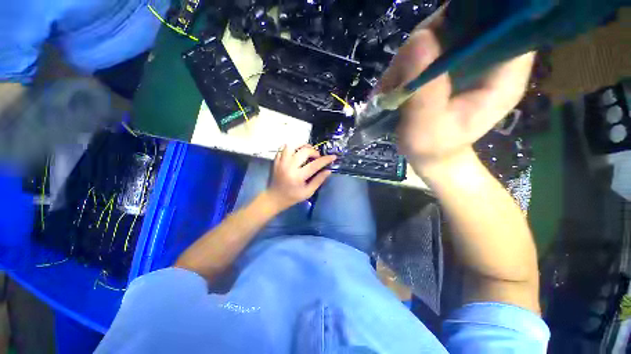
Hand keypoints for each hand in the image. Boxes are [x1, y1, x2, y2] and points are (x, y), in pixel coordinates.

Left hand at [266, 145, 336, 210]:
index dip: (325, 159)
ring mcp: (281, 162)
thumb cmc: (292, 197)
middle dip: (314, 152)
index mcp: (298, 177)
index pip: (315, 165)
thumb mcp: (308, 192)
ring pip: (292, 146)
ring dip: (302, 146)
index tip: (333, 156)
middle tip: (317, 157)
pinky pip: (283, 148)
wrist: (274, 197)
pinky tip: (296, 152)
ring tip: (307, 151)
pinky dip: (291, 147)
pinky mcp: (276, 160)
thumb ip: (318, 181)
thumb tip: (328, 171)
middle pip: (304, 151)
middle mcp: (289, 167)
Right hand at [378, 30, 534, 171]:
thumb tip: (418, 40)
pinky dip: (408, 62)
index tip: (440, 27)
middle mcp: (489, 61)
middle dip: (430, 37)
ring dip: (412, 54)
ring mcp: (468, 61)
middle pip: (468, 21)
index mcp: (503, 75)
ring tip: (395, 83)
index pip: (506, 24)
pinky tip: (396, 83)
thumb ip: (424, 90)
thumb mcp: (426, 127)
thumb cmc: (432, 148)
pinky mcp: (449, 66)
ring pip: (442, 33)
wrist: (430, 156)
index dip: (478, 12)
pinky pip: (428, 48)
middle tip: (403, 69)